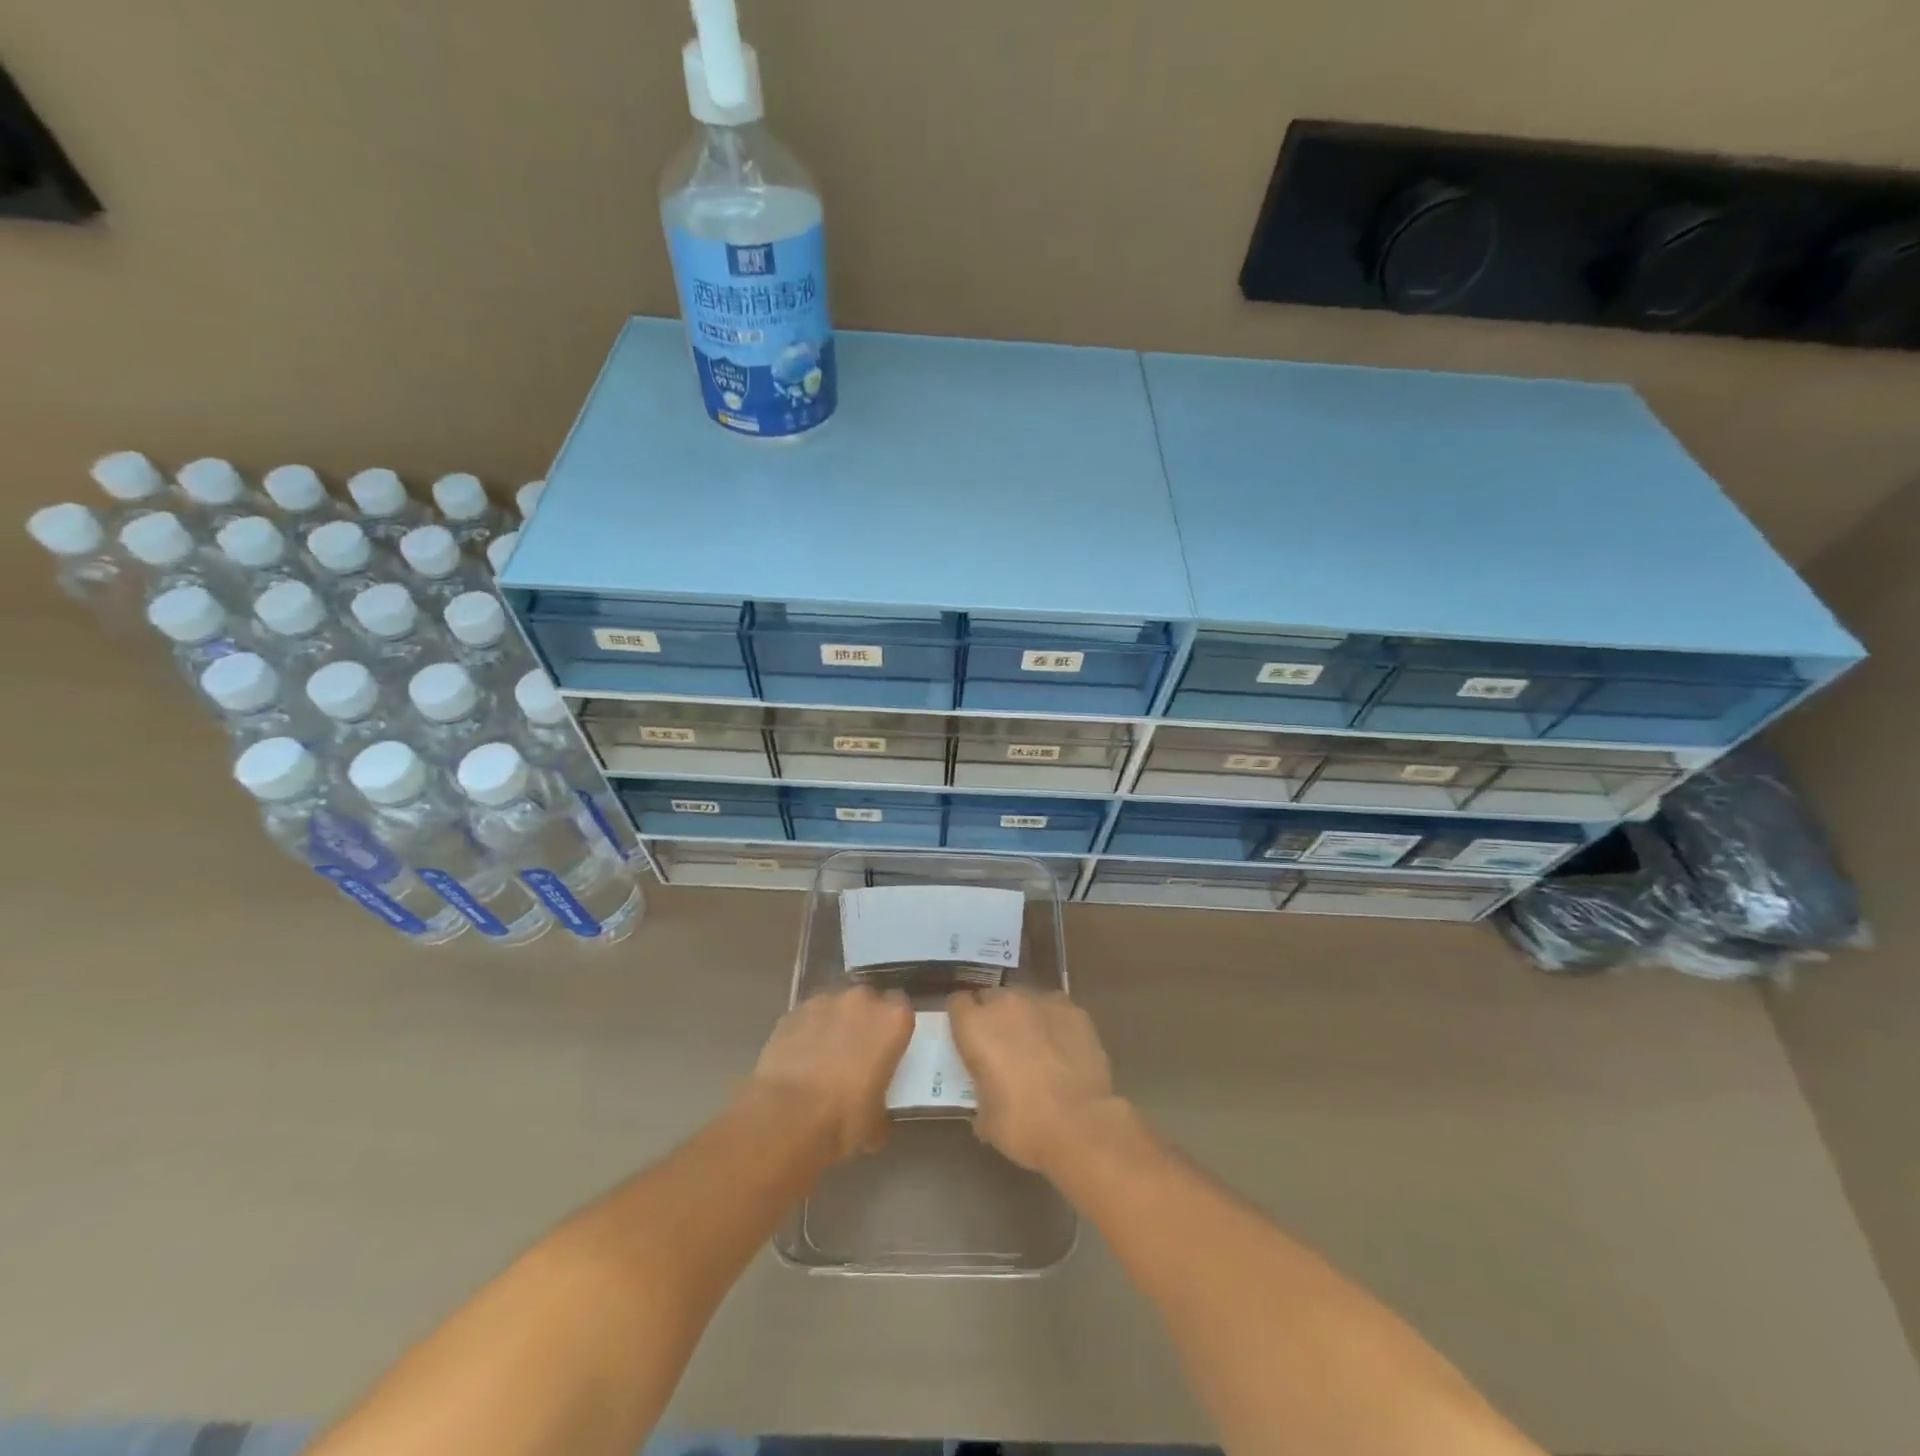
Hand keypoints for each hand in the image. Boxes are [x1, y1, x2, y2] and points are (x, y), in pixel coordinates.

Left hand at [748, 985, 914, 1162]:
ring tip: (823, 1057)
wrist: (786, 1118)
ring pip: (834, 1006)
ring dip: (833, 1024)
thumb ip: (881, 1102)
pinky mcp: (791, 1013)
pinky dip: (806, 1032)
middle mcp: (861, 1001)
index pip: (902, 1009)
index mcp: (893, 1020)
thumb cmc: (844, 1119)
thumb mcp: (876, 1121)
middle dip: (863, 1021)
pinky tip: (799, 1059)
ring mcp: (823, 1002)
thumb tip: (874, 1112)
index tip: (888, 1048)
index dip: (893, 1028)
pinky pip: (806, 1018)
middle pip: (867, 1001)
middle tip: (856, 1052)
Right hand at [947, 988, 1117, 1173]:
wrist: (1080, 1126)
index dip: (963, 1020)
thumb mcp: (986, 1118)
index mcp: (975, 1026)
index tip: (969, 1039)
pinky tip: (1063, 1048)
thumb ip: (981, 1094)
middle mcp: (1005, 1004)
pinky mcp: (1073, 1010)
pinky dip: (1054, 1023)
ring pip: (1025, 999)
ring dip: (1024, 1017)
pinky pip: (1055, 1009)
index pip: (957, 1003)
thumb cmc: (1023, 1125)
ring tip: (1036, 1046)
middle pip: (991, 997)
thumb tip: (988, 1101)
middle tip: (1002, 1046)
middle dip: (993, 1016)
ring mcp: (1042, 1002)